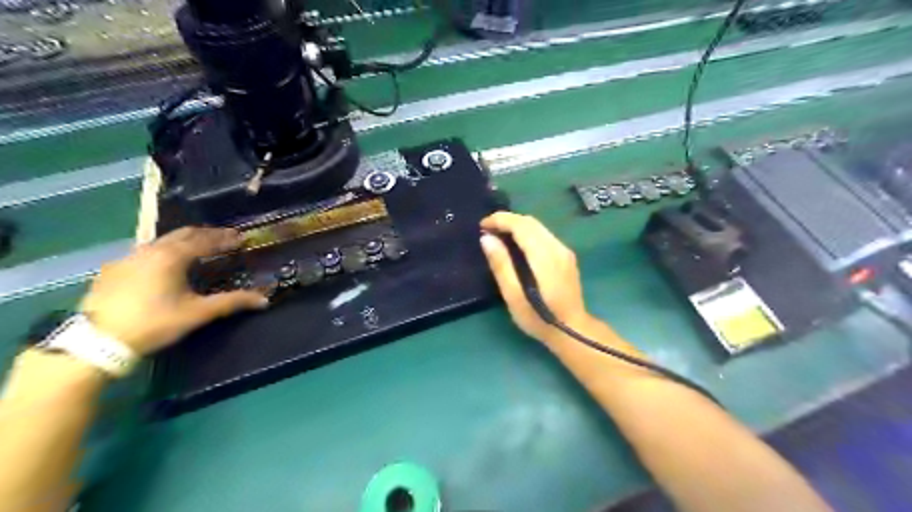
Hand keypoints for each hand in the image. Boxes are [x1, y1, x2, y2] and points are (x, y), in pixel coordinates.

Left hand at [79, 227, 269, 354]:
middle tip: (225, 237)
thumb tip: (264, 299)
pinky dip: (164, 250)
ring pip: (162, 240)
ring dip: (185, 240)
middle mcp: (150, 250)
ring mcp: (128, 258)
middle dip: (207, 234)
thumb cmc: (155, 323)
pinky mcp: (113, 269)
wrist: (98, 340)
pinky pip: (145, 251)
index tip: (241, 237)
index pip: (205, 241)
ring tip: (199, 247)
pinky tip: (165, 263)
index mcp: (172, 256)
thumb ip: (232, 302)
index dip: (225, 239)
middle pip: (183, 234)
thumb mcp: (197, 313)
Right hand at [479, 213, 586, 343]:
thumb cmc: (539, 318)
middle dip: (507, 220)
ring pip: (538, 227)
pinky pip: (544, 235)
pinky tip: (516, 245)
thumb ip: (501, 265)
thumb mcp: (513, 296)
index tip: (482, 225)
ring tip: (497, 235)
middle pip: (531, 222)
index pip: (521, 225)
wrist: (573, 332)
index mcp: (544, 257)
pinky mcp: (566, 257)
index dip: (500, 220)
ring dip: (517, 225)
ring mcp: (564, 251)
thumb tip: (486, 238)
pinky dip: (526, 233)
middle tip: (487, 229)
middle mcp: (557, 248)